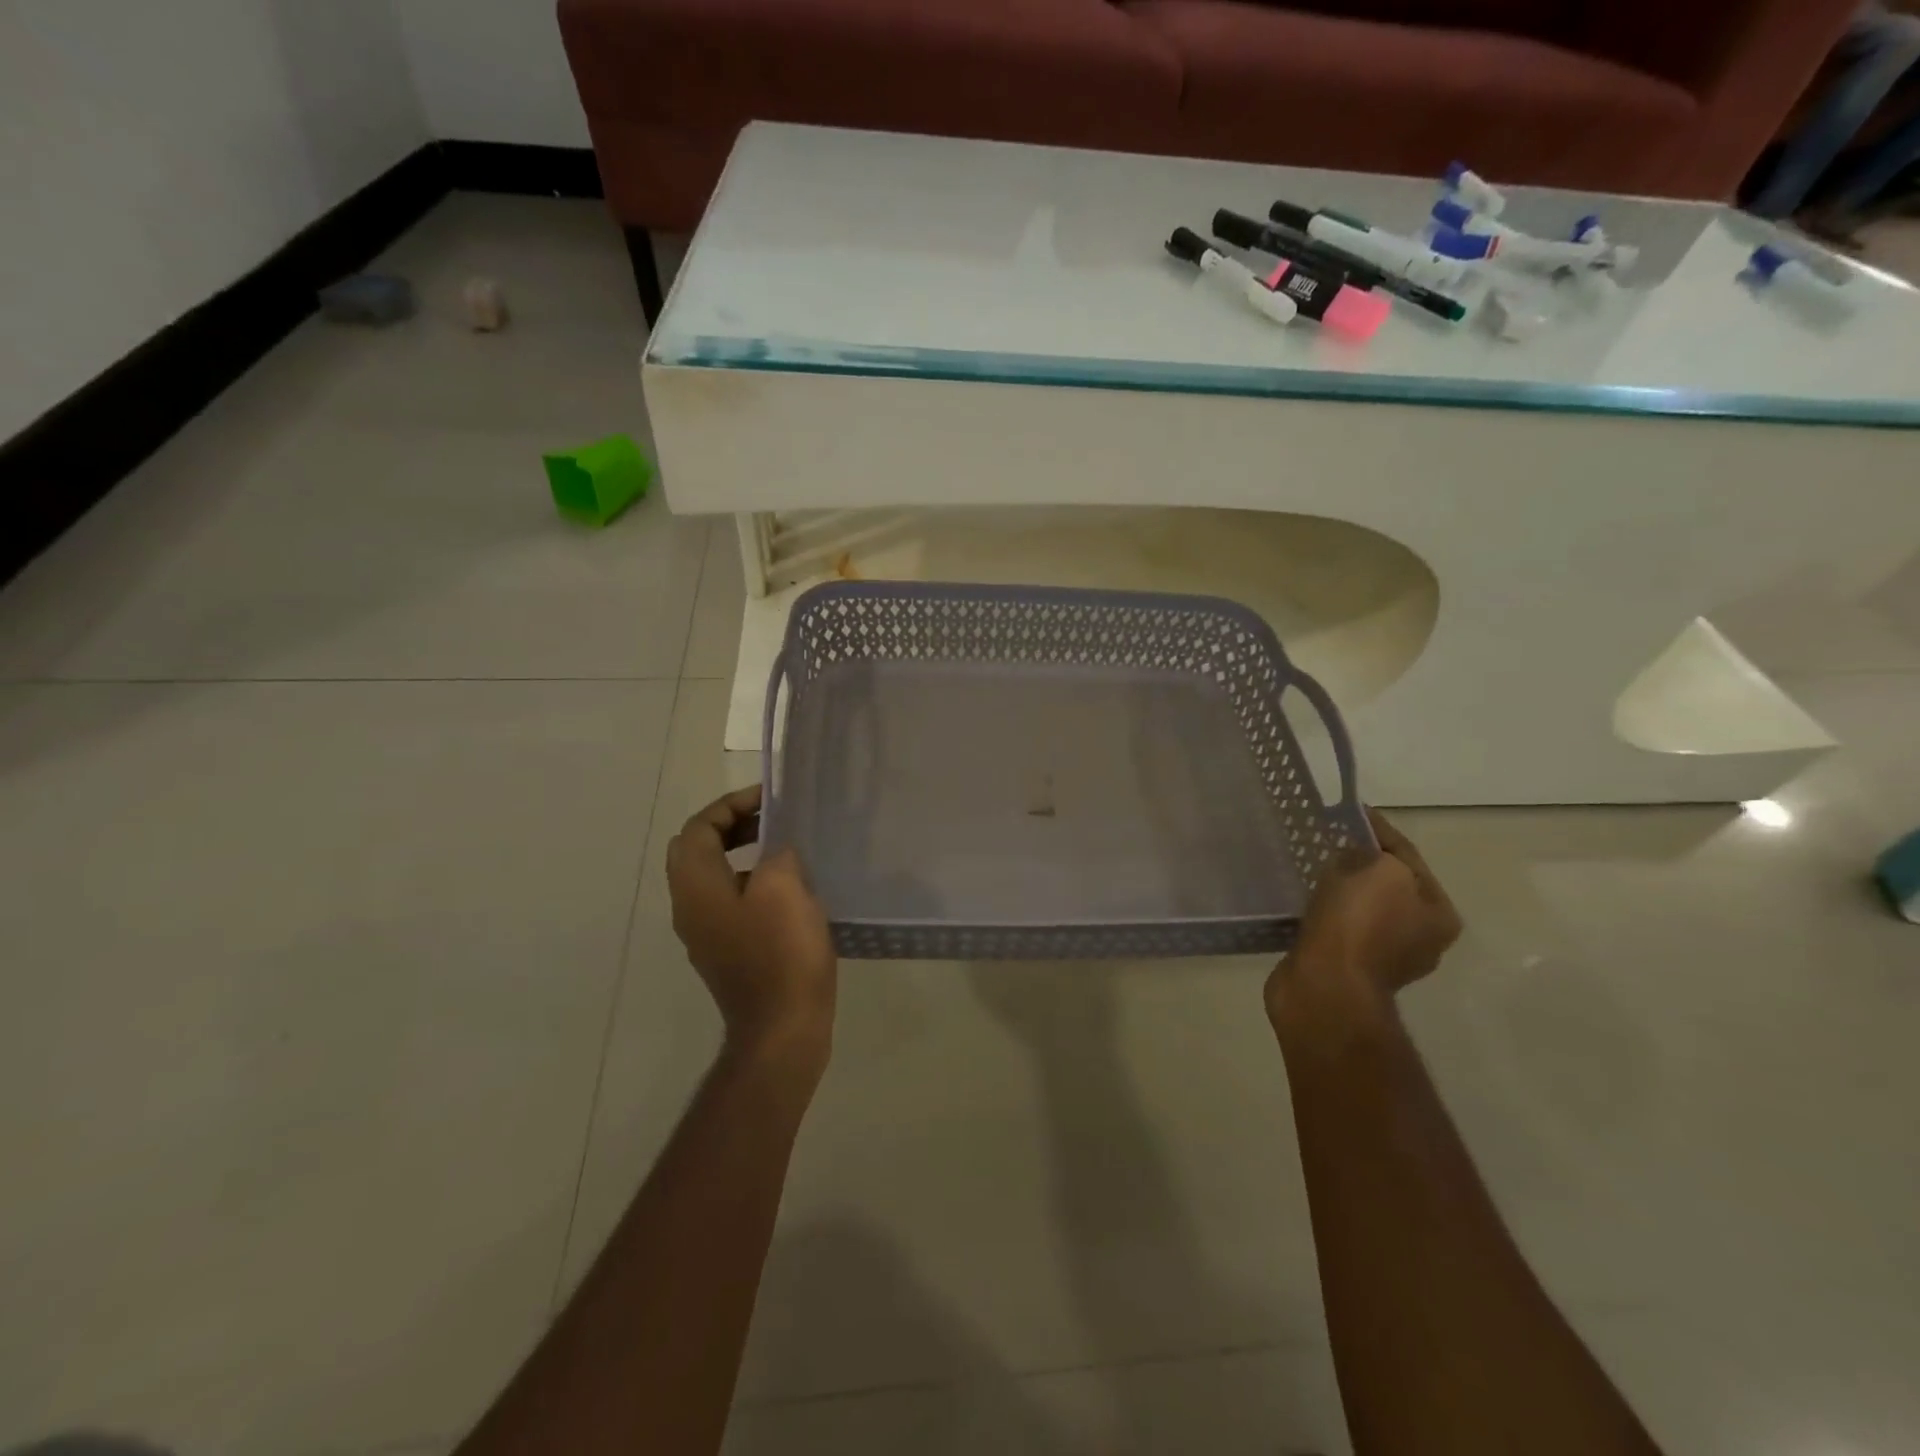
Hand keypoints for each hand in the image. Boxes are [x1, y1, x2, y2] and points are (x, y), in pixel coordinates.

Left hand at [666, 786, 837, 1072]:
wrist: (782, 1029)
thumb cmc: (782, 953)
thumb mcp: (784, 887)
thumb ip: (777, 853)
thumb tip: (777, 851)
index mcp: (696, 887)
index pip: (698, 828)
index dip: (731, 805)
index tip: (770, 799)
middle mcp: (690, 907)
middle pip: (698, 850)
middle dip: (732, 826)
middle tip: (772, 819)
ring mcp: (706, 934)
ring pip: (713, 877)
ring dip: (743, 854)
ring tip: (786, 849)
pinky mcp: (726, 952)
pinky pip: (730, 902)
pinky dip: (751, 882)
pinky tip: (790, 890)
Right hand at [1266, 808, 1461, 1034]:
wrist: (1324, 986)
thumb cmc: (1359, 924)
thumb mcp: (1379, 870)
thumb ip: (1374, 850)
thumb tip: (1359, 850)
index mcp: (1438, 913)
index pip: (1408, 855)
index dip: (1377, 829)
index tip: (1347, 812)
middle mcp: (1421, 937)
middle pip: (1387, 883)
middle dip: (1358, 861)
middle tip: (1326, 840)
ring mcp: (1384, 957)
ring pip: (1360, 906)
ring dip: (1339, 888)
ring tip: (1310, 869)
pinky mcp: (1349, 968)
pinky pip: (1337, 926)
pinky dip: (1324, 912)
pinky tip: (1304, 901)